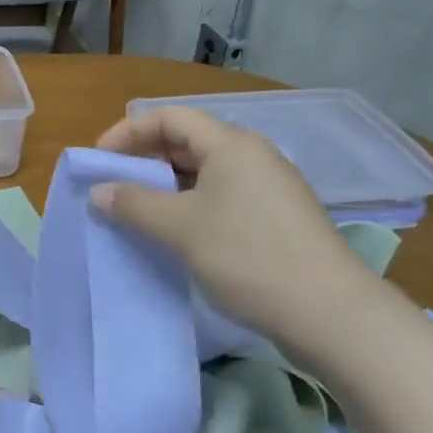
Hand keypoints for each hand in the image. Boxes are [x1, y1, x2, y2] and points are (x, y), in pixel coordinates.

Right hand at [92, 107, 380, 346]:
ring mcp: (270, 187)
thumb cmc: (248, 257)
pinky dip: (192, 205)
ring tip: (140, 213)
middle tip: (116, 187)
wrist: (332, 315)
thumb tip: (99, 192)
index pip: (169, 118)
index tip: (101, 161)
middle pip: (187, 141)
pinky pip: (224, 196)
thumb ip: (134, 204)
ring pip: (205, 172)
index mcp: (230, 145)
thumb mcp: (180, 229)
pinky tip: (180, 235)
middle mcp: (253, 156)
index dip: (129, 132)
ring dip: (167, 186)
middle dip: (146, 160)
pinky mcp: (278, 218)